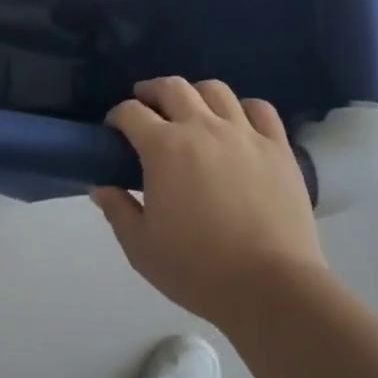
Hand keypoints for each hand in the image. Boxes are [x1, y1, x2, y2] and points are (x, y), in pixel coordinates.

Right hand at [92, 78, 324, 328]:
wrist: (272, 290)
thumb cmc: (200, 270)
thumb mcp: (142, 249)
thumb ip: (118, 211)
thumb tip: (100, 186)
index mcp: (164, 148)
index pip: (130, 111)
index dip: (117, 116)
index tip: (115, 130)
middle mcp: (201, 127)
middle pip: (171, 87)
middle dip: (152, 91)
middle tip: (148, 107)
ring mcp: (243, 133)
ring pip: (215, 89)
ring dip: (196, 95)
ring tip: (193, 112)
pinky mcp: (277, 147)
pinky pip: (260, 109)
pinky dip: (245, 109)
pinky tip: (238, 124)